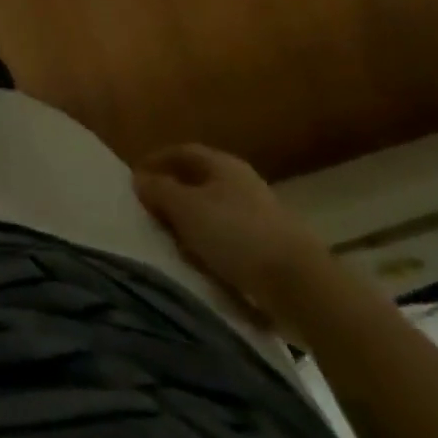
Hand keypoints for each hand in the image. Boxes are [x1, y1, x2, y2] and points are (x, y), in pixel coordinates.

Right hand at [135, 145, 331, 326]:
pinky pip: (231, 239)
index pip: (182, 152)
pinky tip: (205, 266)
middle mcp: (241, 181)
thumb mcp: (188, 210)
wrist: (301, 284)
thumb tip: (139, 178)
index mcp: (222, 163)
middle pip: (199, 181)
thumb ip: (160, 191)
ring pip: (215, 212)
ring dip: (193, 225)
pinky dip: (213, 247)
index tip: (136, 180)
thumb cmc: (237, 235)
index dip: (157, 162)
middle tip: (151, 214)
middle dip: (174, 195)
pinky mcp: (271, 247)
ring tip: (174, 245)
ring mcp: (260, 214)